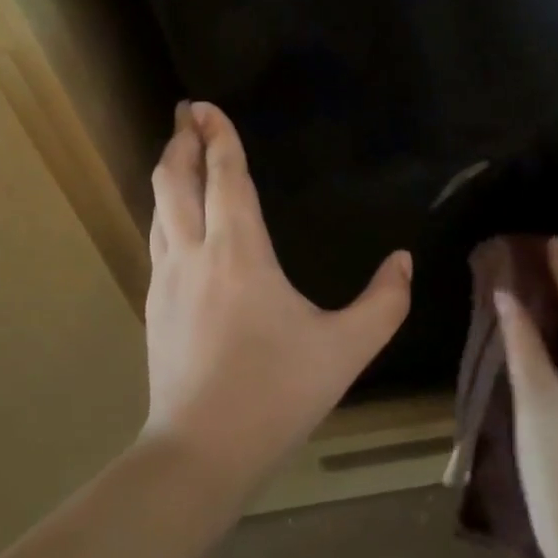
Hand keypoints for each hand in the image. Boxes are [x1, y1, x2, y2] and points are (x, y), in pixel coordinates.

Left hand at [140, 102, 410, 498]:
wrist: (199, 452)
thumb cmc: (275, 392)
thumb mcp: (346, 350)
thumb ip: (384, 302)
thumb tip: (403, 260)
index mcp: (239, 252)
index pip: (225, 177)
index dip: (218, 137)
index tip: (206, 105)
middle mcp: (195, 253)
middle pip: (176, 180)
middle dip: (182, 141)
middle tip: (187, 114)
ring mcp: (166, 279)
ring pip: (159, 207)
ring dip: (169, 172)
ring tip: (178, 152)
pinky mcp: (154, 305)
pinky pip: (157, 237)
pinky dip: (166, 209)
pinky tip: (175, 218)